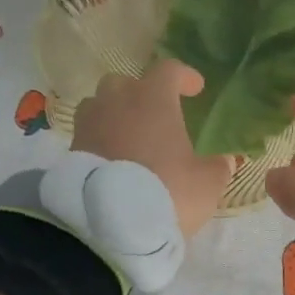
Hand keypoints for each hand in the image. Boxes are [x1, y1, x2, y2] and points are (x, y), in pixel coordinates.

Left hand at [72, 61, 233, 236]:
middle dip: (141, 94)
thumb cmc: (167, 190)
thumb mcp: (206, 183)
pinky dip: (101, 140)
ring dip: (114, 115)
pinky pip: (88, 135)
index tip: (194, 88)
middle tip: (156, 114)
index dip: (183, 76)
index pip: (168, 70)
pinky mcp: (71, 151)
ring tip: (129, 136)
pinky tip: (113, 160)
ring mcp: (89, 125)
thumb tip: (224, 160)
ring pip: (99, 105)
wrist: (110, 223)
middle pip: (125, 83)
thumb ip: (217, 166)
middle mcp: (117, 102)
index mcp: (153, 99)